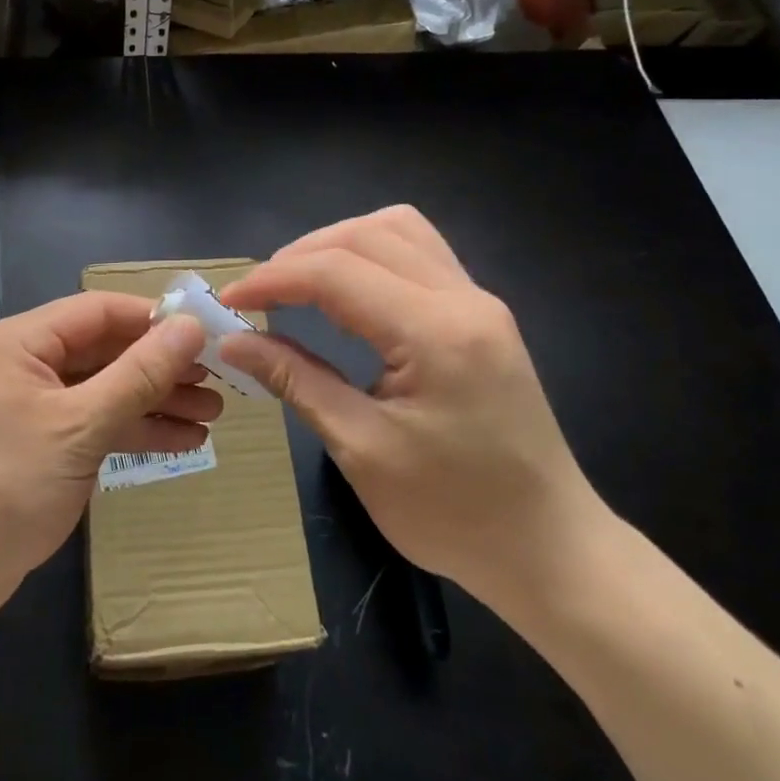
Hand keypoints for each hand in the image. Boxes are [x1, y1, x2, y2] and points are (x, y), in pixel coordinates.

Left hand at [0, 294, 215, 657]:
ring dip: (155, 401)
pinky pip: (95, 422)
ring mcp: (33, 405)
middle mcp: (25, 363)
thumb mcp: (79, 427)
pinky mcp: (41, 442)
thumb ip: (138, 374)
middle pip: (106, 350)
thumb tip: (190, 326)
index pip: (98, 311)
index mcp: (20, 342)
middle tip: (218, 380)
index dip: (154, 319)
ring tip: (212, 415)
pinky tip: (183, 441)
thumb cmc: (5, 487)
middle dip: (161, 367)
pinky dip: (134, 430)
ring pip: (105, 388)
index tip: (207, 333)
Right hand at [217, 207, 605, 606]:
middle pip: (366, 235)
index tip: (228, 302)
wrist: (551, 551)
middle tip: (259, 295)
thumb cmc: (455, 515)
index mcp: (436, 333)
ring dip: (339, 245)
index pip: (337, 272)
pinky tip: (349, 290)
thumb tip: (233, 341)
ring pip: (398, 230)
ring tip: (299, 283)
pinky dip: (372, 256)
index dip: (273, 279)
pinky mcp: (483, 315)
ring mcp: (480, 301)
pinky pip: (420, 253)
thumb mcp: (362, 450)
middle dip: (301, 255)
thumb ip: (296, 381)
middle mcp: (464, 298)